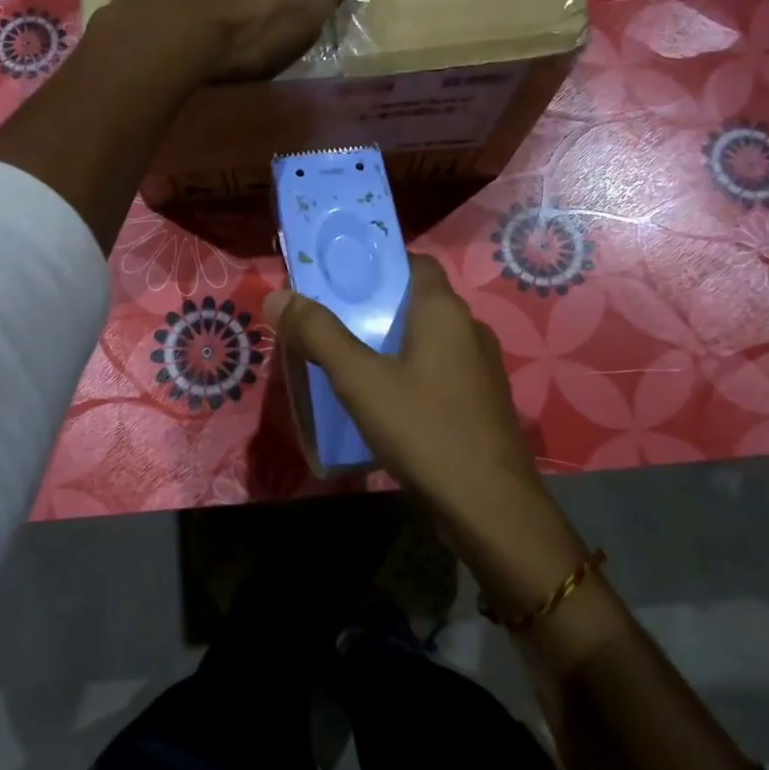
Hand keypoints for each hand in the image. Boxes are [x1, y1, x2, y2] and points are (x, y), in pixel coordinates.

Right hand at [263, 256, 587, 612]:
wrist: (489, 506)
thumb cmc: (424, 429)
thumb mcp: (360, 380)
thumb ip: (319, 335)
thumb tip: (279, 296)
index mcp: (444, 311)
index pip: (412, 263)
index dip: (376, 265)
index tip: (338, 277)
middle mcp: (469, 329)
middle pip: (416, 302)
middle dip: (374, 307)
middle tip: (330, 320)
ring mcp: (480, 368)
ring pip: (427, 340)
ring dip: (392, 343)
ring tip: (349, 360)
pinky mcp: (480, 402)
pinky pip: (438, 371)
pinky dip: (410, 373)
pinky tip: (385, 400)